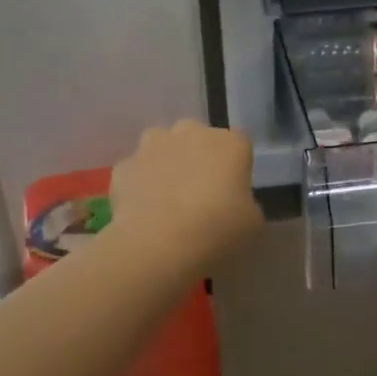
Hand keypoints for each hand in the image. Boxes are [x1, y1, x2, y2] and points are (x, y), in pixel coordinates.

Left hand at [110, 121, 262, 270]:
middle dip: (198, 159)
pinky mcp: (124, 165)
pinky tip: (142, 212)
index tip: (232, 192)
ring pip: (162, 148)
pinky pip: (136, 172)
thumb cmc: (217, 230)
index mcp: (230, 143)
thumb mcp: (252, 225)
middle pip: (197, 139)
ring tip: (166, 201)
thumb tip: (235, 205)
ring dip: (165, 165)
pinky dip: (139, 186)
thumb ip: (247, 205)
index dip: (235, 168)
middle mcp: (191, 132)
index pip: (239, 146)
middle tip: (199, 196)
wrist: (158, 243)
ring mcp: (153, 145)